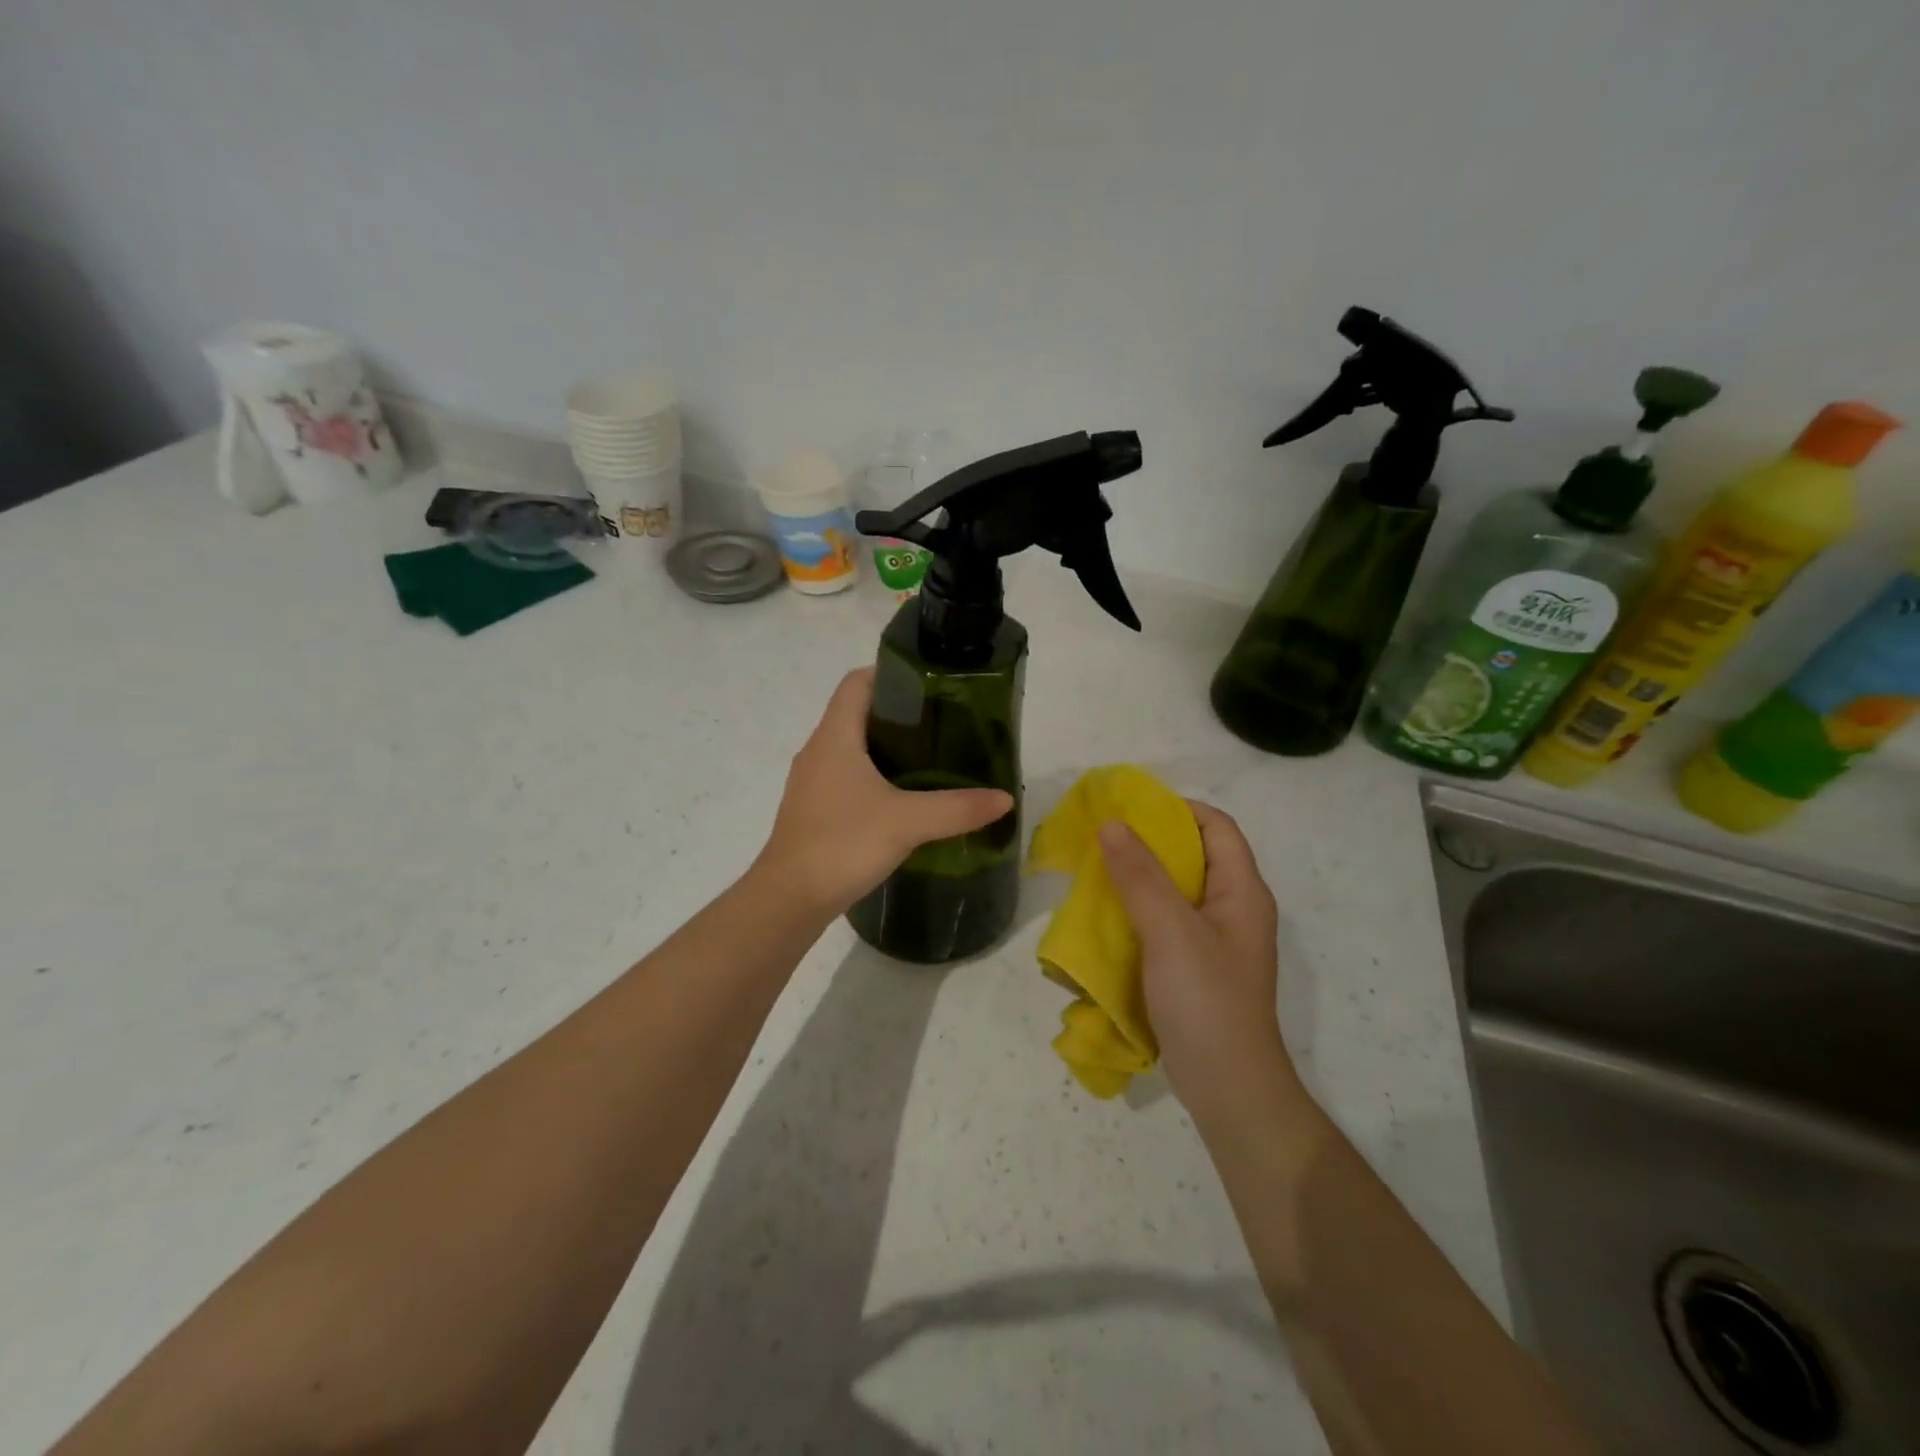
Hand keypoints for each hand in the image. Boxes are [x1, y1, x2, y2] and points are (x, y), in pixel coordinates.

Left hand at [755, 668, 1013, 915]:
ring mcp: (812, 782)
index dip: (890, 674)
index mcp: (834, 736)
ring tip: (931, 758)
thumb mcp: (907, 823)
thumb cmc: (842, 844)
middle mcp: (818, 751)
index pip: (857, 682)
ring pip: (851, 748)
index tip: (930, 685)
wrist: (788, 899)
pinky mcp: (813, 810)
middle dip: (899, 714)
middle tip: (943, 724)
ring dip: (886, 748)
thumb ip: (957, 808)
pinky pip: (846, 777)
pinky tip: (903, 800)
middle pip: (857, 713)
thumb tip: (1004, 799)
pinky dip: (874, 777)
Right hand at [1099, 801, 1300, 1130]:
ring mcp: (1215, 942)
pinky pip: (1165, 925)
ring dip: (1138, 880)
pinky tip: (1107, 922)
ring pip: (1175, 891)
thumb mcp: (1170, 931)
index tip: (1129, 810)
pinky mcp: (1195, 968)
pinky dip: (1138, 914)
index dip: (1176, 809)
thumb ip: (1141, 875)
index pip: (1216, 826)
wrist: (1228, 1089)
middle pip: (1194, 856)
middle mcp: (1233, 909)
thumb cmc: (1206, 1001)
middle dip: (1148, 844)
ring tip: (1097, 877)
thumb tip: (1112, 823)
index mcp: (1242, 891)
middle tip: (1102, 842)